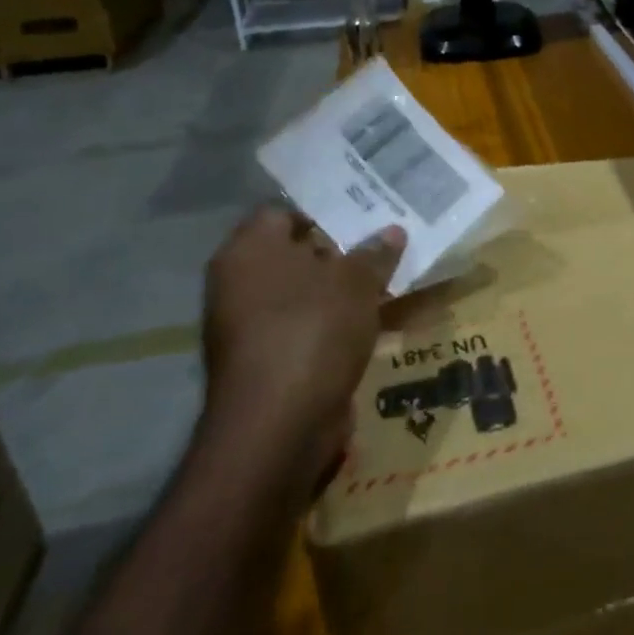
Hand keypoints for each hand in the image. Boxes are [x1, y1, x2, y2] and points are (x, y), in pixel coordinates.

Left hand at [201, 205, 404, 481]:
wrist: (280, 426)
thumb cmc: (312, 331)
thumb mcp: (356, 282)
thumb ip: (374, 253)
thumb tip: (392, 231)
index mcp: (249, 251)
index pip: (284, 211)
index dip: (326, 208)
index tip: (367, 209)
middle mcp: (241, 283)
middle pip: (297, 252)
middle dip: (342, 248)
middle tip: (387, 238)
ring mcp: (252, 325)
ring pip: (307, 292)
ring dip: (345, 287)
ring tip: (392, 275)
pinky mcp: (271, 360)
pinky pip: (310, 325)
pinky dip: (339, 320)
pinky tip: (378, 316)